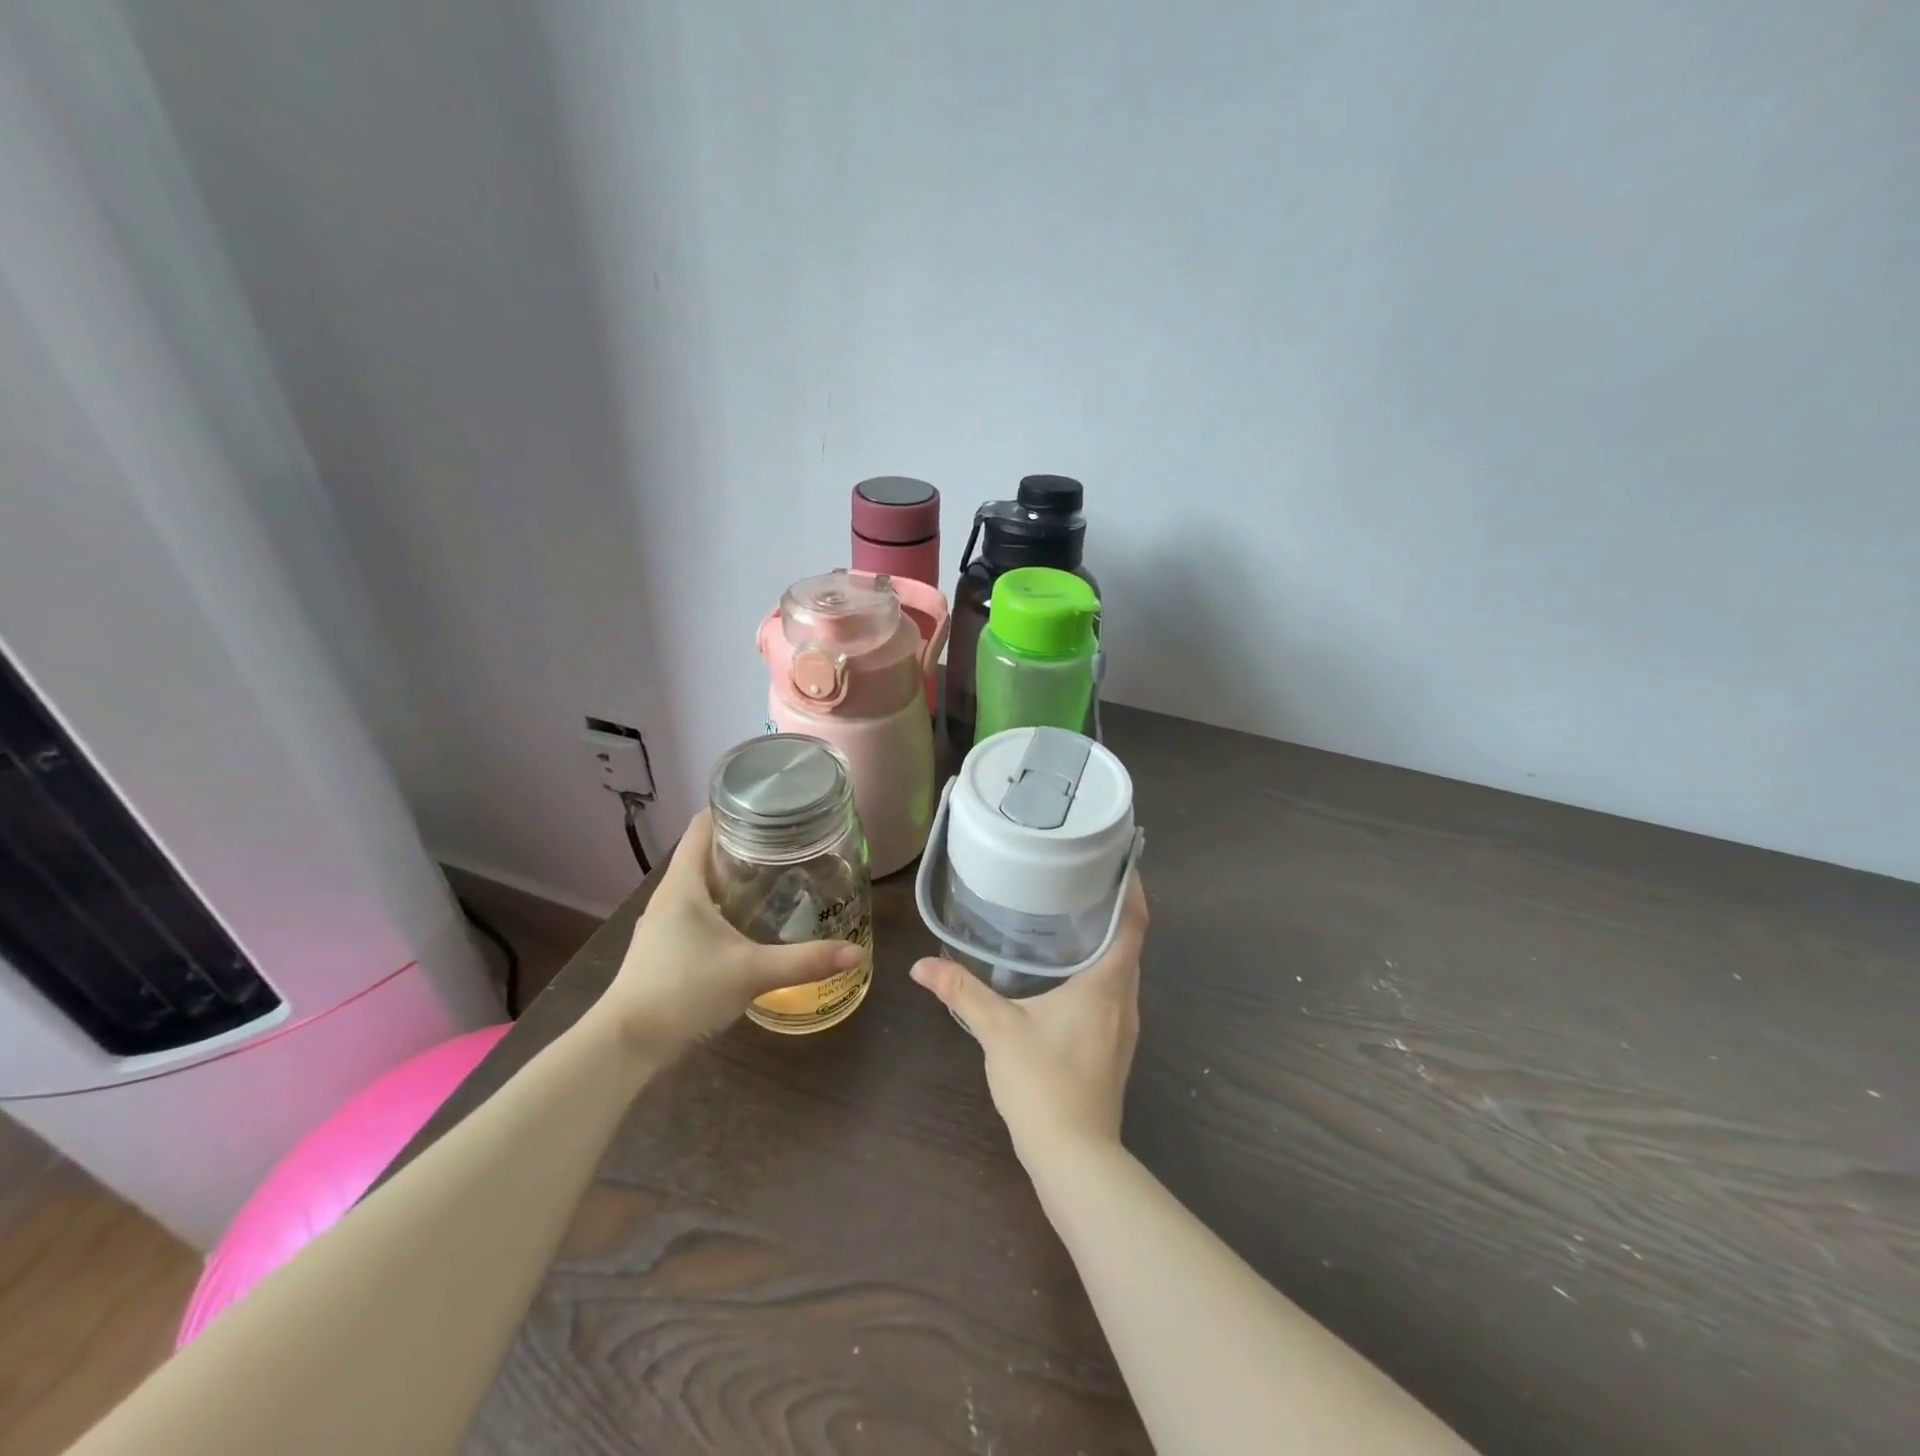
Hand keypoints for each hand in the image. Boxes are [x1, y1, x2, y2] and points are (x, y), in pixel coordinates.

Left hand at [598, 811, 864, 1055]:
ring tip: (776, 875)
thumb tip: (856, 952)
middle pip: (705, 853)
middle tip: (788, 840)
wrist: (627, 1045)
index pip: (702, 826)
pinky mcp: (664, 948)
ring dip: (733, 877)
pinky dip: (723, 906)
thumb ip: (805, 961)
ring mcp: (663, 924)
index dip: (733, 807)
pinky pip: (697, 911)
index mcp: (683, 884)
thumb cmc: (684, 991)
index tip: (770, 803)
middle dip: (744, 843)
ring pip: (701, 885)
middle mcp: (669, 896)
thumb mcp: (751, 972)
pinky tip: (749, 922)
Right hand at [910, 873, 1147, 1161]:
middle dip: (1114, 910)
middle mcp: (1125, 1000)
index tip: (1118, 860)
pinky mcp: (1115, 1048)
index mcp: (1106, 984)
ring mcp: (1124, 1028)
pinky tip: (1069, 975)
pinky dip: (1100, 971)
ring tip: (1074, 917)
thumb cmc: (1043, 1082)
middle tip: (1083, 879)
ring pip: (1123, 970)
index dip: (1132, 888)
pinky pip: (1114, 993)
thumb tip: (922, 965)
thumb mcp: (998, 1029)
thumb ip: (962, 990)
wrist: (1075, 1157)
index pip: (1133, 923)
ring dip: (1107, 942)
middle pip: (1131, 943)